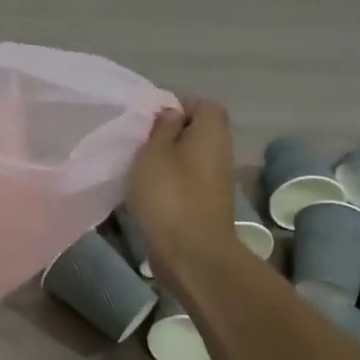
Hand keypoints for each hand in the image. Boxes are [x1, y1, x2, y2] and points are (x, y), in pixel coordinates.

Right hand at [127, 99, 242, 281]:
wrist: (192, 254)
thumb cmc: (170, 196)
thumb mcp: (154, 154)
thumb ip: (161, 128)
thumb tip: (172, 113)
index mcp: (212, 132)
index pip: (203, 105)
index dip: (177, 107)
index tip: (150, 123)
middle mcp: (220, 152)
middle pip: (196, 132)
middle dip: (168, 136)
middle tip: (139, 146)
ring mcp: (216, 181)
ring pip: (189, 158)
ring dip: (166, 162)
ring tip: (139, 171)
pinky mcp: (206, 204)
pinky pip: (186, 182)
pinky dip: (169, 184)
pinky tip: (147, 195)